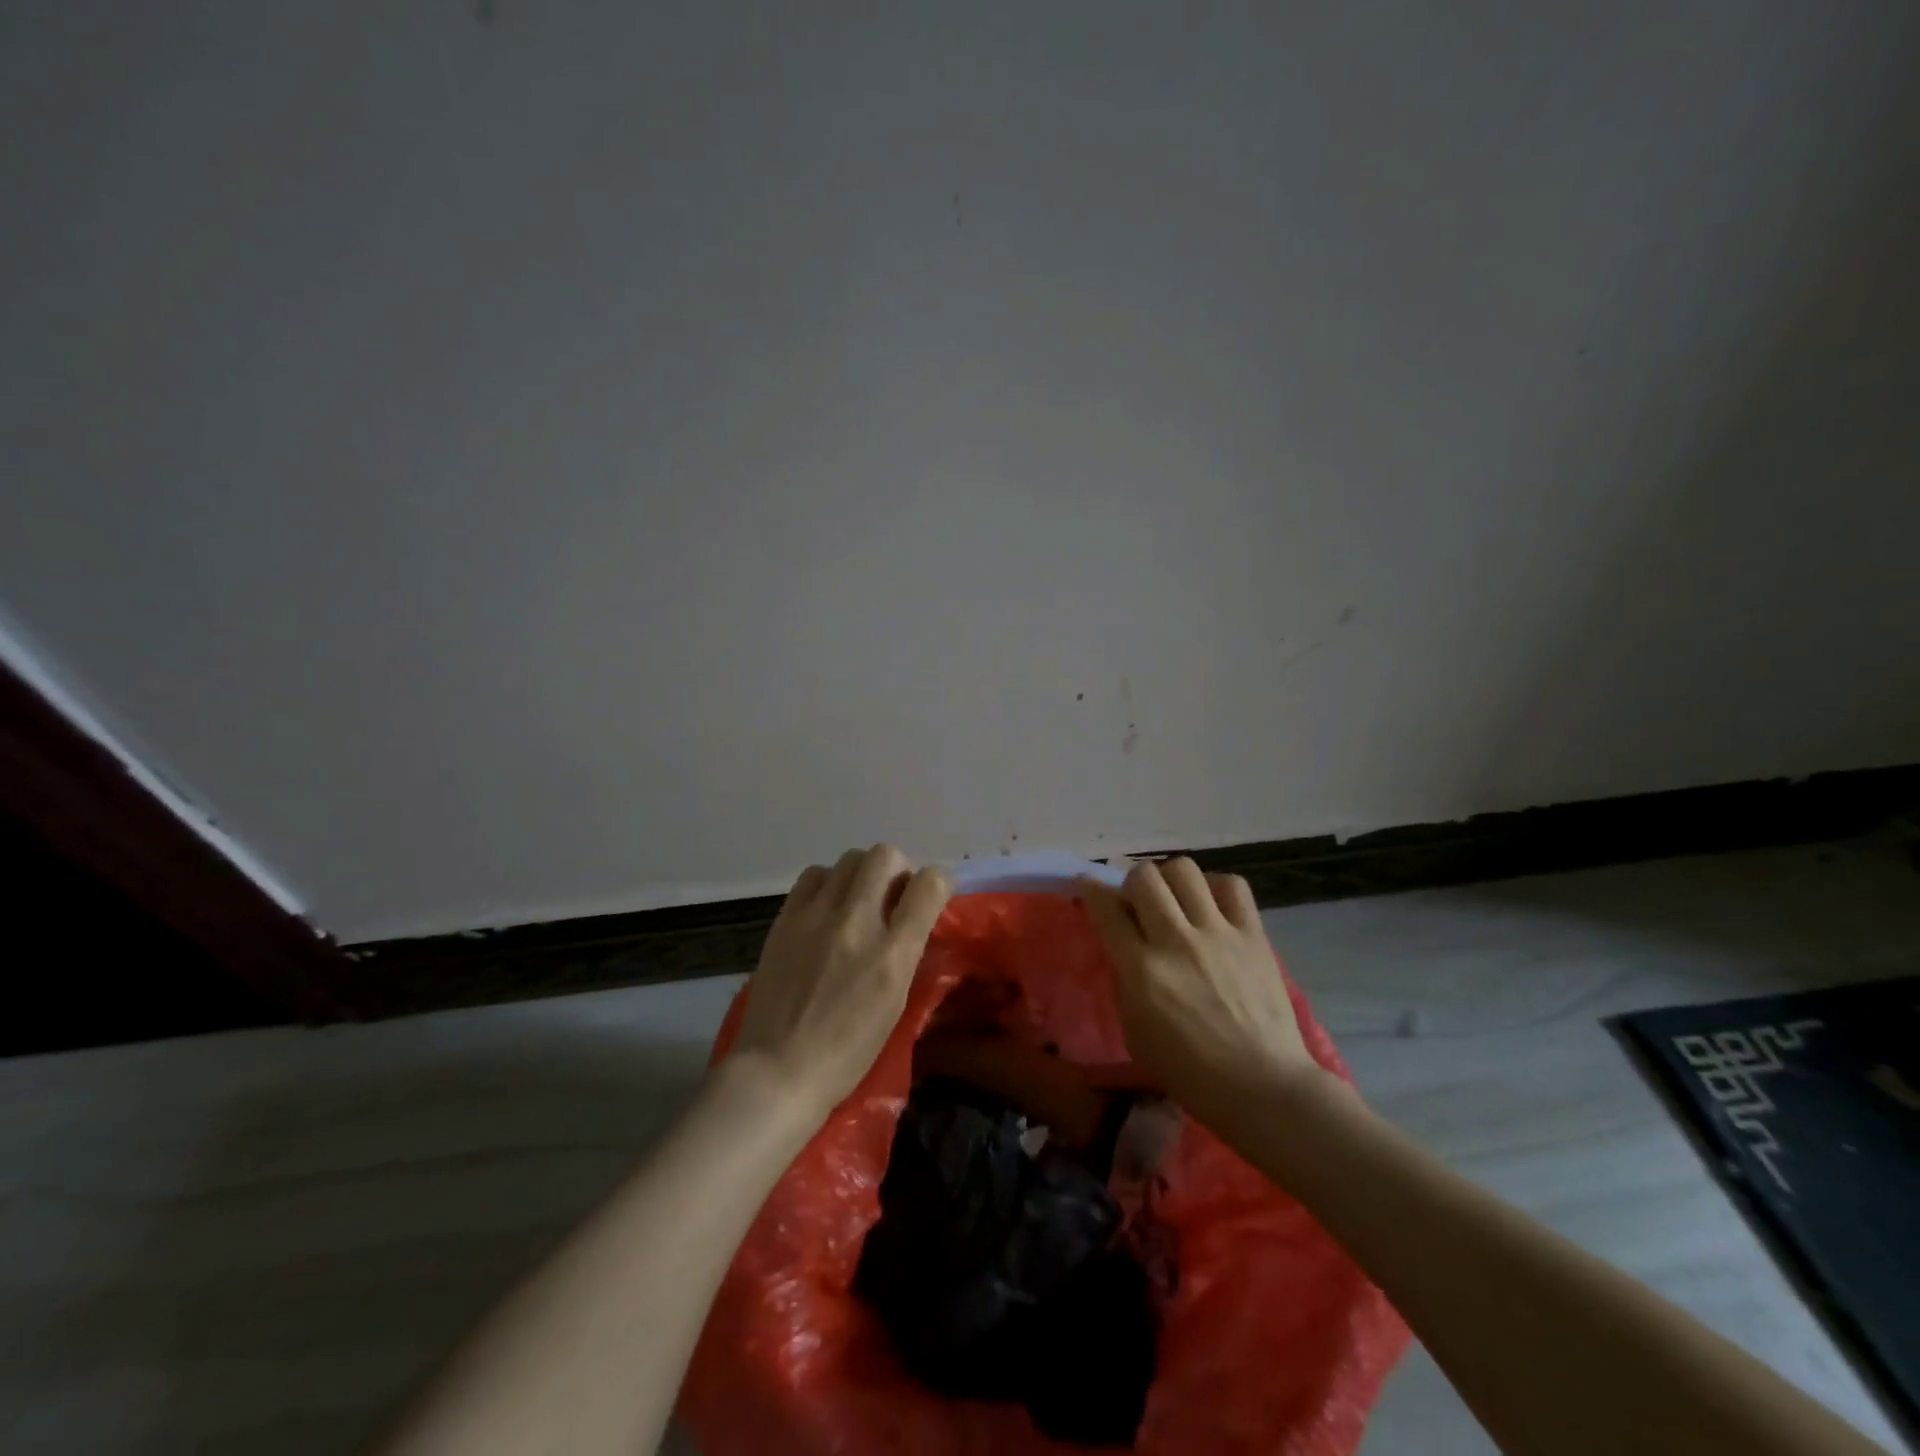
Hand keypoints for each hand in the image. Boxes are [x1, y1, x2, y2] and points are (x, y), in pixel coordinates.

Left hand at [731, 844, 951, 1124]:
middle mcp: (857, 924)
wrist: (778, 1069)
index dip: (939, 881)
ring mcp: (817, 917)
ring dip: (863, 873)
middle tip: (892, 896)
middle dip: (898, 869)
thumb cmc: (847, 1051)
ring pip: (851, 858)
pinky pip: (815, 873)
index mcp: (892, 955)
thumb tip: (913, 915)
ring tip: (857, 901)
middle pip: (887, 855)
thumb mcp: (895, 1004)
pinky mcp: (786, 918)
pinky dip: (828, 882)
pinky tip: (826, 907)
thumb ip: (906, 951)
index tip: (932, 893)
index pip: (929, 884)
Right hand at [1080, 858, 1319, 1129]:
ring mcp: (1218, 933)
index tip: (1089, 887)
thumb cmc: (1190, 1072)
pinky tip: (1212, 908)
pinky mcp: (1254, 935)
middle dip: (1132, 883)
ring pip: (1184, 869)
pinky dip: (1216, 887)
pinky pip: (1232, 885)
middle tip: (1138, 903)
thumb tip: (1121, 944)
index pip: (1106, 908)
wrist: (1263, 1087)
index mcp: (1142, 970)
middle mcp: (1176, 941)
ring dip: (1170, 880)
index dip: (1091, 890)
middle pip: (1143, 876)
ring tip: (1175, 900)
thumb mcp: (1134, 1033)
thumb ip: (1123, 981)